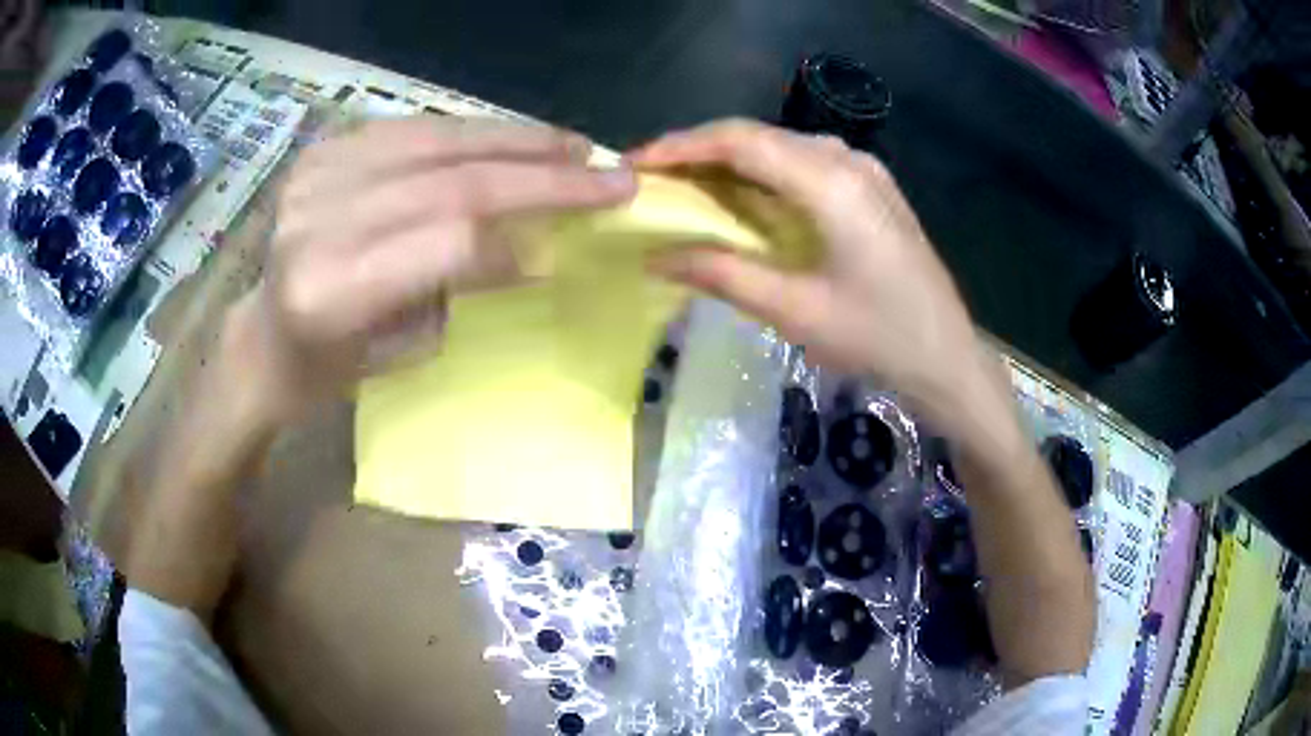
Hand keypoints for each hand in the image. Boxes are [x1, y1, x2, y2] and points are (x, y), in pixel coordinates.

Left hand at [239, 118, 637, 421]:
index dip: (520, 231)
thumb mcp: (405, 346)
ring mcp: (315, 175)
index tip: (578, 233)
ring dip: (514, 139)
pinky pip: (412, 127)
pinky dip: (470, 131)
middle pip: (448, 178)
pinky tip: (511, 138)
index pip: (446, 239)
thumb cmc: (335, 364)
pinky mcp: (322, 151)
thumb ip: (461, 285)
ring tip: (571, 146)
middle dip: (539, 173)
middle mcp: (318, 220)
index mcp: (331, 290)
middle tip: (606, 173)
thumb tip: (532, 245)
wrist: (269, 335)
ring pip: (436, 138)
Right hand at [633, 119, 992, 432]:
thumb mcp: (794, 310)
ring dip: (733, 161)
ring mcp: (866, 171)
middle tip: (655, 175)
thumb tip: (656, 257)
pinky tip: (745, 196)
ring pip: (783, 147)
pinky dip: (766, 174)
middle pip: (761, 137)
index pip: (741, 141)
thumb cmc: (877, 338)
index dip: (682, 146)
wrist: (946, 358)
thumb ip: (721, 274)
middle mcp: (849, 161)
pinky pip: (807, 164)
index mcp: (831, 182)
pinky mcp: (873, 189)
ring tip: (689, 184)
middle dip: (701, 151)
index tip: (638, 162)